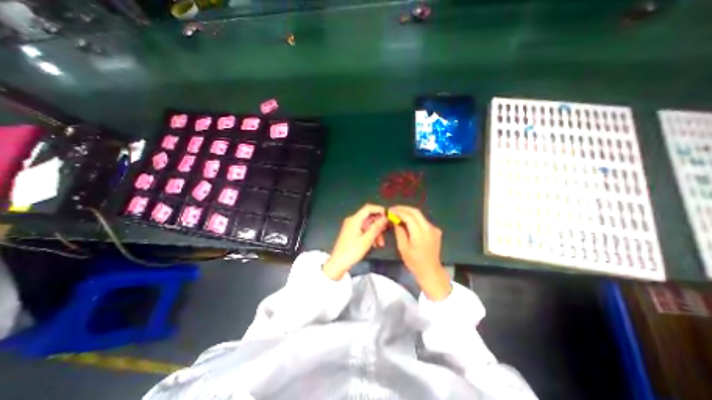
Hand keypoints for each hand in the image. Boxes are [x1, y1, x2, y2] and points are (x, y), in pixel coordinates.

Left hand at [325, 204, 388, 278]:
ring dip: (376, 231)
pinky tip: (375, 244)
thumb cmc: (352, 251)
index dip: (379, 209)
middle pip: (369, 216)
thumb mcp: (367, 240)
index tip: (389, 215)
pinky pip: (364, 229)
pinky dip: (370, 234)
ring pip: (367, 224)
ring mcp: (352, 226)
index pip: (368, 208)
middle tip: (387, 231)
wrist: (338, 263)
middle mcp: (352, 220)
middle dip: (379, 224)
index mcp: (354, 219)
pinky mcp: (352, 232)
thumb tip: (385, 217)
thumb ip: (376, 227)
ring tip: (381, 243)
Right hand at [389, 206, 448, 298]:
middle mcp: (429, 228)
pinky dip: (414, 218)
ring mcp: (434, 228)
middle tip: (393, 209)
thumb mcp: (402, 247)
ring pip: (420, 215)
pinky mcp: (435, 230)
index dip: (398, 212)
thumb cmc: (414, 261)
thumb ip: (399, 231)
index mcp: (420, 233)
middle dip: (403, 208)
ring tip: (398, 214)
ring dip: (409, 212)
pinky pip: (423, 220)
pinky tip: (407, 221)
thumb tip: (395, 220)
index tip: (390, 211)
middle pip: (415, 212)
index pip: (408, 216)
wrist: (430, 270)